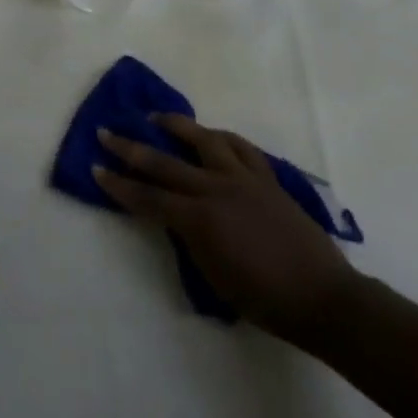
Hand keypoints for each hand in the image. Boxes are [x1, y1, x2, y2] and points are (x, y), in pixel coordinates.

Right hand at [93, 114, 354, 345]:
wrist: (321, 296)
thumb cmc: (264, 300)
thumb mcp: (213, 275)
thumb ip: (189, 238)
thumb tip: (176, 216)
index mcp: (198, 220)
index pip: (147, 198)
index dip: (118, 185)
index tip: (96, 169)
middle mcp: (215, 189)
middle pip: (164, 163)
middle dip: (130, 148)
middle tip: (106, 133)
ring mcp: (242, 178)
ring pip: (203, 139)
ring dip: (176, 126)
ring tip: (157, 117)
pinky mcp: (266, 177)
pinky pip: (240, 147)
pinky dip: (220, 137)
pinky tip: (210, 135)